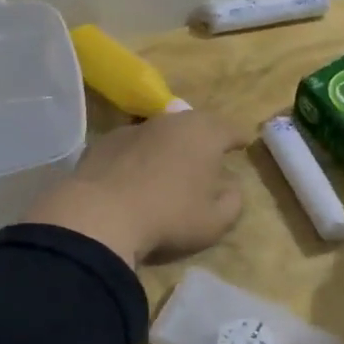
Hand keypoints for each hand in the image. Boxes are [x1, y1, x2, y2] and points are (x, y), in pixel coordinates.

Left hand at [24, 110, 249, 267]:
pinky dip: (141, 154)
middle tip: (211, 151)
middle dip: (206, 135)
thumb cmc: (169, 216)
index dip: (239, 137)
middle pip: (196, 122)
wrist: (100, 215)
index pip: (230, 129)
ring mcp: (136, 128)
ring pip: (163, 130)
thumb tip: (230, 187)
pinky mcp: (106, 141)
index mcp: (205, 134)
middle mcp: (172, 122)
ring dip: (172, 143)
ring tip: (174, 162)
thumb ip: (232, 201)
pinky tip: (137, 174)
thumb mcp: (215, 221)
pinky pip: (134, 144)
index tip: (243, 143)